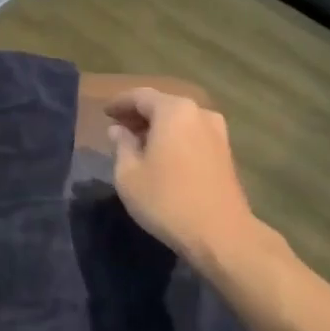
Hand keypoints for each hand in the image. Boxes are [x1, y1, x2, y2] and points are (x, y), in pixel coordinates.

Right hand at [105, 88, 258, 259]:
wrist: (220, 234)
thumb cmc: (166, 200)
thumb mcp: (129, 174)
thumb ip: (122, 146)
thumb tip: (119, 130)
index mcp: (173, 111)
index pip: (140, 96)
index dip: (119, 103)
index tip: (104, 113)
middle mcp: (199, 113)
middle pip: (163, 105)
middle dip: (139, 115)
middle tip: (118, 128)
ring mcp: (217, 132)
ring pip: (180, 120)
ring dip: (158, 128)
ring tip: (138, 144)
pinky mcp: (225, 152)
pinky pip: (192, 134)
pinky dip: (174, 138)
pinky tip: (162, 156)